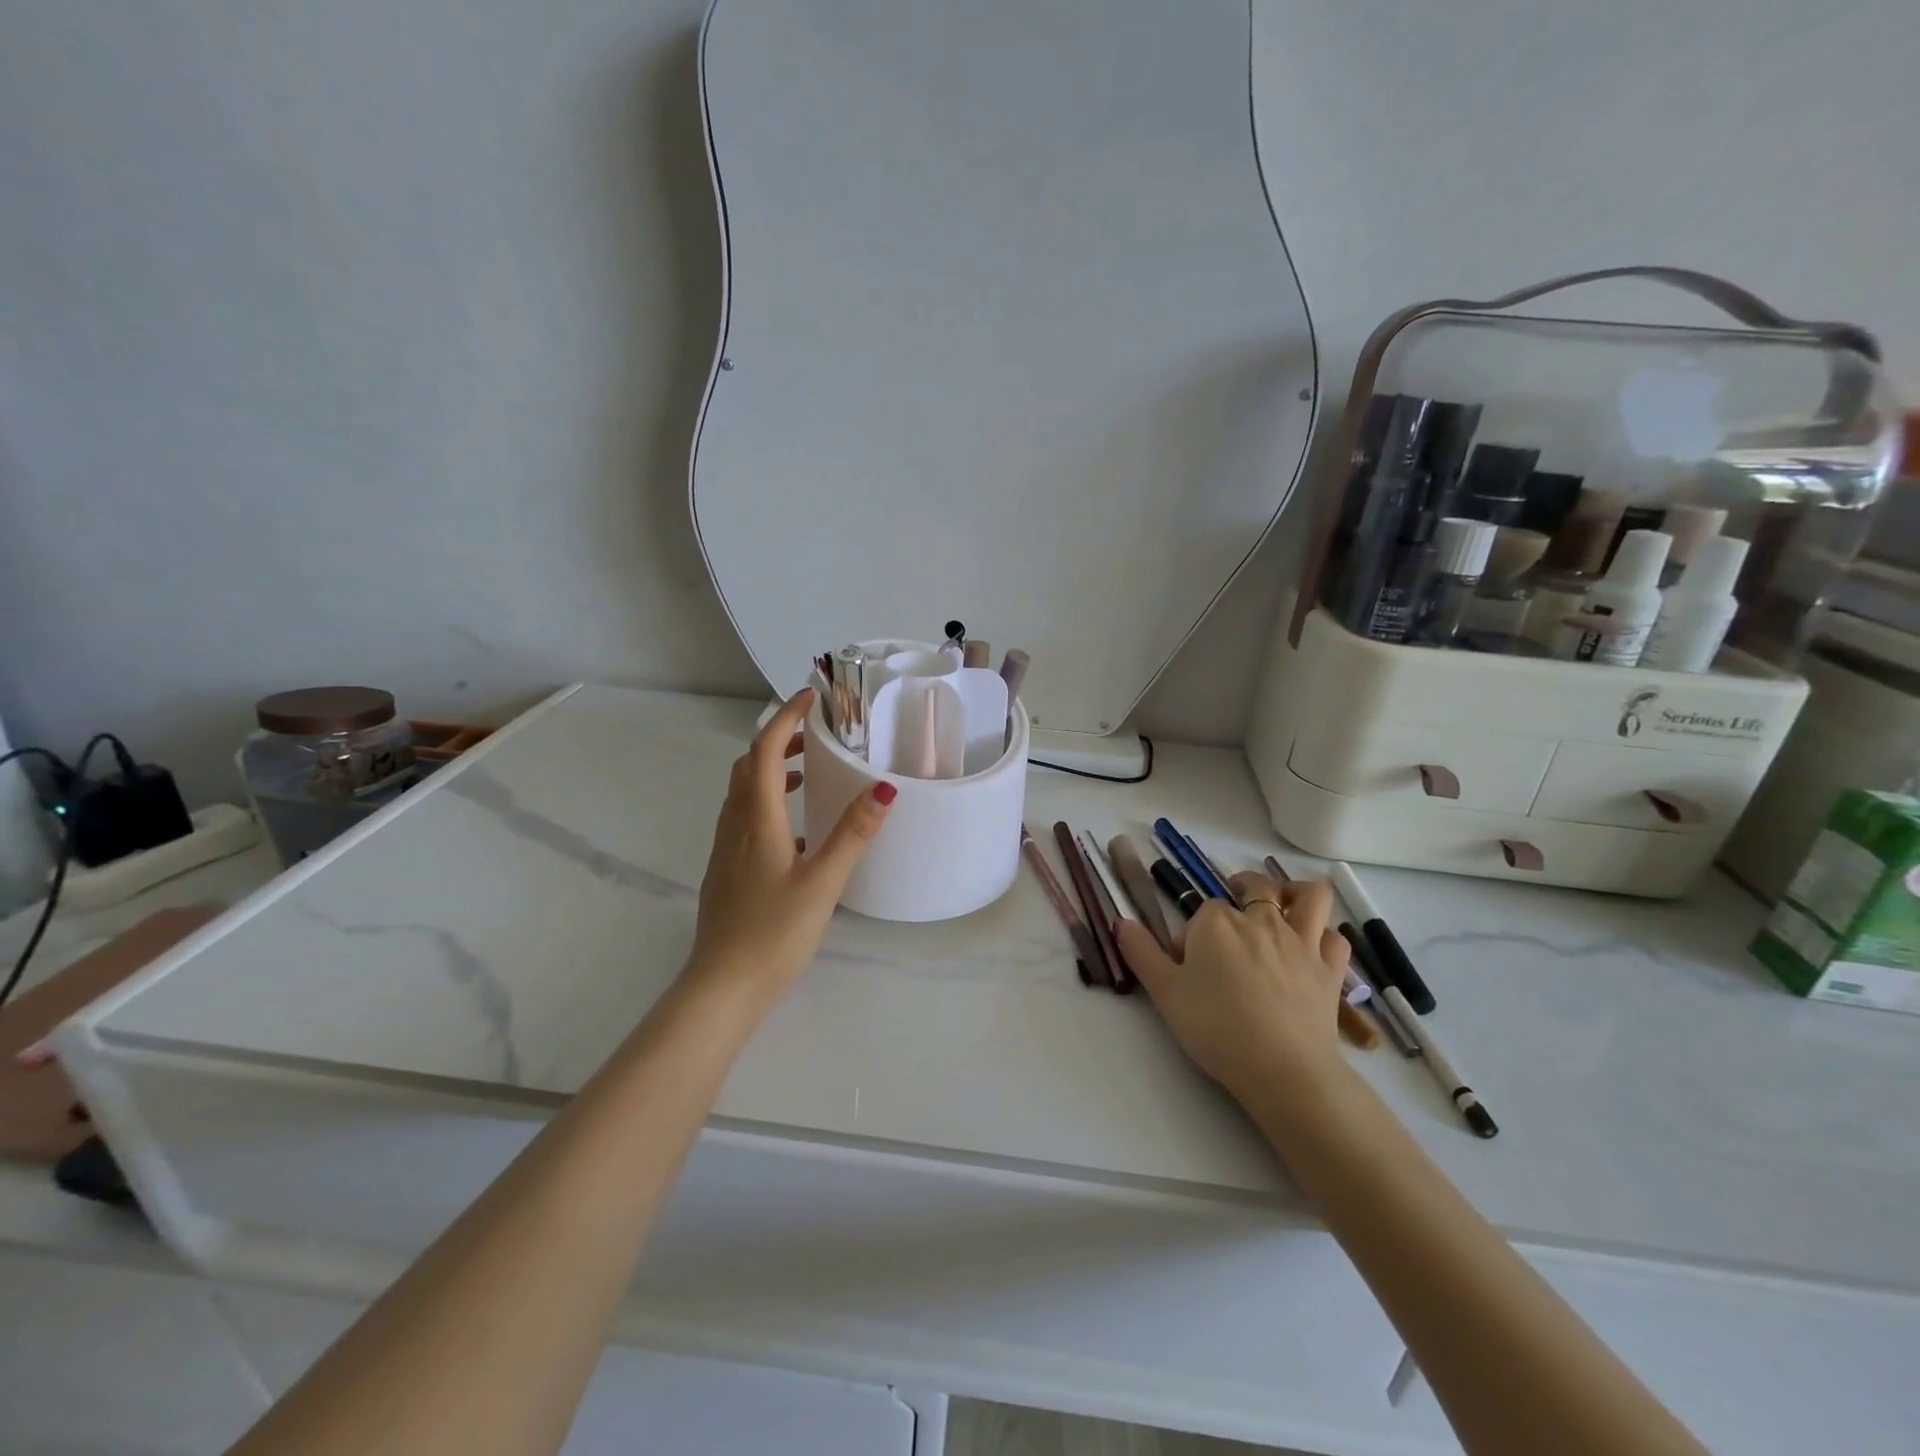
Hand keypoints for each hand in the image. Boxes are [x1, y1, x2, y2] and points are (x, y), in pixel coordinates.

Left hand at [688, 689, 894, 1000]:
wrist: (722, 987)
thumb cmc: (774, 932)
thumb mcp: (823, 881)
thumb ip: (853, 833)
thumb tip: (884, 788)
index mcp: (757, 820)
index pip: (763, 751)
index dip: (785, 718)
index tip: (810, 697)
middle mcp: (734, 826)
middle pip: (747, 766)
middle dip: (777, 740)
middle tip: (814, 734)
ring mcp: (724, 850)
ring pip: (742, 792)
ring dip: (769, 770)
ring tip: (805, 772)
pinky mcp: (725, 871)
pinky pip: (743, 817)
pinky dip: (765, 801)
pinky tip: (794, 830)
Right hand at [1115, 873, 1351, 1107]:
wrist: (1282, 1070)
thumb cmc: (1216, 1028)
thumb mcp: (1164, 993)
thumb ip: (1141, 952)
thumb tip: (1120, 921)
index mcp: (1216, 922)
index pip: (1201, 913)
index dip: (1193, 937)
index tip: (1188, 968)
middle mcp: (1260, 919)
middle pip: (1253, 887)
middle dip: (1241, 890)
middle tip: (1232, 916)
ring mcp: (1301, 941)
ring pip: (1308, 896)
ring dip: (1294, 892)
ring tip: (1281, 904)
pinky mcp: (1330, 968)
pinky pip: (1335, 936)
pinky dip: (1325, 935)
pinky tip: (1313, 947)